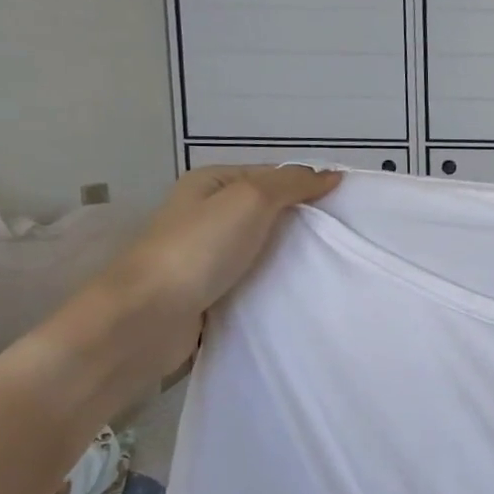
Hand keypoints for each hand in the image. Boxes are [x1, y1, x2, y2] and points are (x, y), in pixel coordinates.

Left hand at [14, 166, 340, 424]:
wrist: (146, 319)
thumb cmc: (198, 249)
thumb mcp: (251, 199)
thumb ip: (292, 184)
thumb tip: (331, 175)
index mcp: (211, 184)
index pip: (273, 176)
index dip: (309, 186)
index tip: (347, 206)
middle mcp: (207, 215)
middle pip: (270, 213)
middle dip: (305, 224)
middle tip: (344, 238)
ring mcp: (207, 256)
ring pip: (265, 249)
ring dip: (293, 257)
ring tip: (332, 265)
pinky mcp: (212, 292)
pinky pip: (255, 281)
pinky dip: (277, 284)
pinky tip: (302, 291)